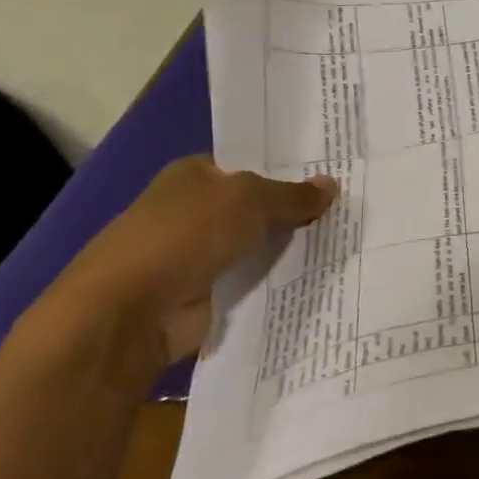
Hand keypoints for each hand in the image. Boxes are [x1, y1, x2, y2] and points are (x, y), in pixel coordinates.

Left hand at [48, 155, 336, 368]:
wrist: (129, 314)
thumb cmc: (184, 236)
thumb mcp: (250, 200)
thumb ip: (293, 195)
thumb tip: (332, 185)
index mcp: (193, 174)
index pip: (250, 164)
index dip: (289, 167)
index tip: (333, 172)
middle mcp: (194, 209)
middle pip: (258, 205)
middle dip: (296, 208)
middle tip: (349, 205)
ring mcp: (198, 253)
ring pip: (259, 242)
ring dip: (291, 246)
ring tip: (346, 238)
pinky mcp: (206, 292)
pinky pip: (255, 279)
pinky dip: (279, 279)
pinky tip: (321, 273)